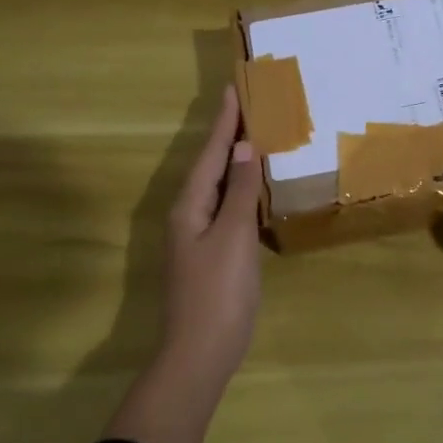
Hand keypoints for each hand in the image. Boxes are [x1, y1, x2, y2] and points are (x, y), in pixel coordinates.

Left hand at [161, 83, 263, 386]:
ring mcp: (197, 235)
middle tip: (249, 103)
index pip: (211, 151)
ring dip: (233, 158)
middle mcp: (188, 214)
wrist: (199, 355)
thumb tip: (242, 148)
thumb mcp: (232, 237)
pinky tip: (253, 186)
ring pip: (217, 184)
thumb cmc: (218, 293)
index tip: (235, 87)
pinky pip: (224, 205)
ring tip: (253, 134)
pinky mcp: (210, 252)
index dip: (225, 120)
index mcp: (190, 205)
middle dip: (228, 133)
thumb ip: (237, 191)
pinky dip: (239, 187)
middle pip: (210, 164)